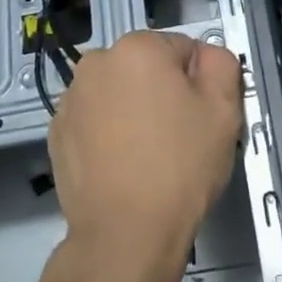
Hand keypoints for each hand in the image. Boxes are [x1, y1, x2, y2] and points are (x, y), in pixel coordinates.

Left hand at [49, 31, 242, 272]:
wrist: (125, 234)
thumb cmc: (180, 167)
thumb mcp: (223, 109)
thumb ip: (221, 64)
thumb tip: (205, 56)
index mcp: (138, 47)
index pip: (183, 50)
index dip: (199, 83)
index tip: (200, 117)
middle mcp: (96, 62)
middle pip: (146, 68)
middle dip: (163, 92)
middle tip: (179, 136)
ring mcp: (71, 98)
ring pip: (118, 93)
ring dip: (133, 110)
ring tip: (148, 155)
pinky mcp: (57, 132)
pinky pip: (95, 119)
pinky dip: (109, 133)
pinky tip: (123, 165)